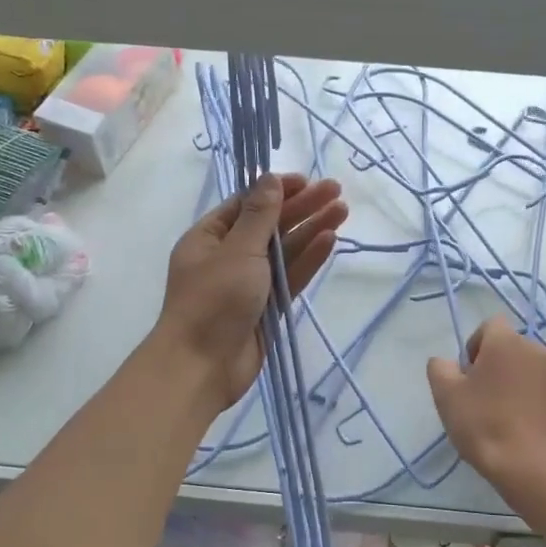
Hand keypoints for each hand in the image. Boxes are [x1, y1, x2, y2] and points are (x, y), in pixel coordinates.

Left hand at [155, 173, 346, 412]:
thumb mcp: (237, 250)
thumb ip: (260, 217)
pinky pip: (290, 277)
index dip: (277, 190)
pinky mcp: (267, 307)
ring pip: (285, 250)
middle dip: (302, 207)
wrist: (203, 366)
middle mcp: (228, 256)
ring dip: (311, 230)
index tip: (307, 181)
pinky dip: (308, 259)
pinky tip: (329, 240)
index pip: (247, 205)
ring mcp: (249, 283)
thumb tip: (270, 179)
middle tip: (337, 191)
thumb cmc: (213, 301)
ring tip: (342, 211)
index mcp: (209, 237)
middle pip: (270, 225)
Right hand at [428, 318, 545, 484]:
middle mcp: (538, 350)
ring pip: (536, 370)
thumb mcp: (446, 395)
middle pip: (514, 348)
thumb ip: (440, 368)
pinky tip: (531, 427)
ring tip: (510, 415)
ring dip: (523, 382)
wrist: (531, 467)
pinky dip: (542, 402)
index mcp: (506, 343)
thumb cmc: (483, 424)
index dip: (477, 345)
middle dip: (501, 365)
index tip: (469, 374)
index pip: (491, 325)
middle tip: (487, 397)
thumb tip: (446, 362)